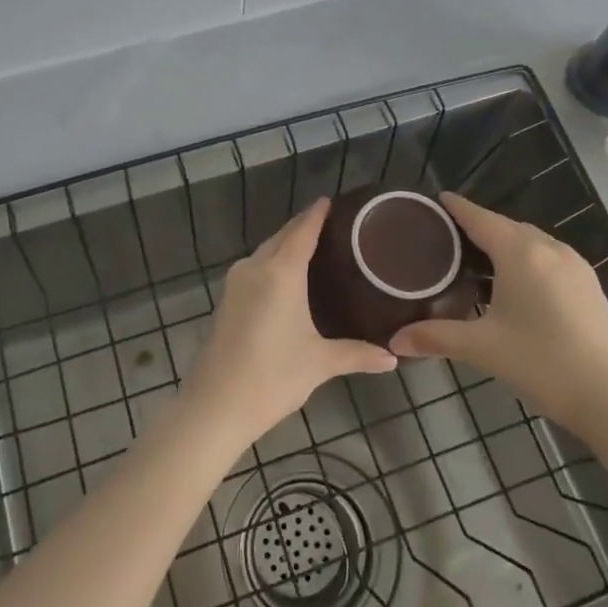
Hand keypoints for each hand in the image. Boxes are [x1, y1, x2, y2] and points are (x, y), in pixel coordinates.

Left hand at [182, 199, 397, 451]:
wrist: (215, 406)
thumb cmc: (272, 377)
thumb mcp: (320, 363)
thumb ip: (357, 354)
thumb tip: (393, 358)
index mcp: (280, 272)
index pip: (302, 230)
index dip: (317, 214)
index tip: (333, 200)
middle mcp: (255, 268)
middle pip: (282, 236)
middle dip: (304, 227)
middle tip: (334, 226)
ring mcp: (236, 283)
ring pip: (266, 252)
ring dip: (287, 245)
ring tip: (316, 248)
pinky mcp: (226, 300)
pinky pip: (255, 268)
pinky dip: (273, 263)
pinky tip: (288, 277)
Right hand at [391, 194, 607, 434]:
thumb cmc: (542, 363)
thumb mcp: (482, 348)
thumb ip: (435, 337)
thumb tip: (394, 340)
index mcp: (521, 253)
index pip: (480, 218)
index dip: (457, 208)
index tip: (436, 200)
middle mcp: (550, 249)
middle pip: (506, 227)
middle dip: (478, 227)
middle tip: (447, 239)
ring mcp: (576, 266)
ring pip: (531, 242)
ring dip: (505, 244)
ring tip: (476, 260)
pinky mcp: (590, 286)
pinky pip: (549, 258)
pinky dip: (526, 260)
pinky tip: (514, 285)